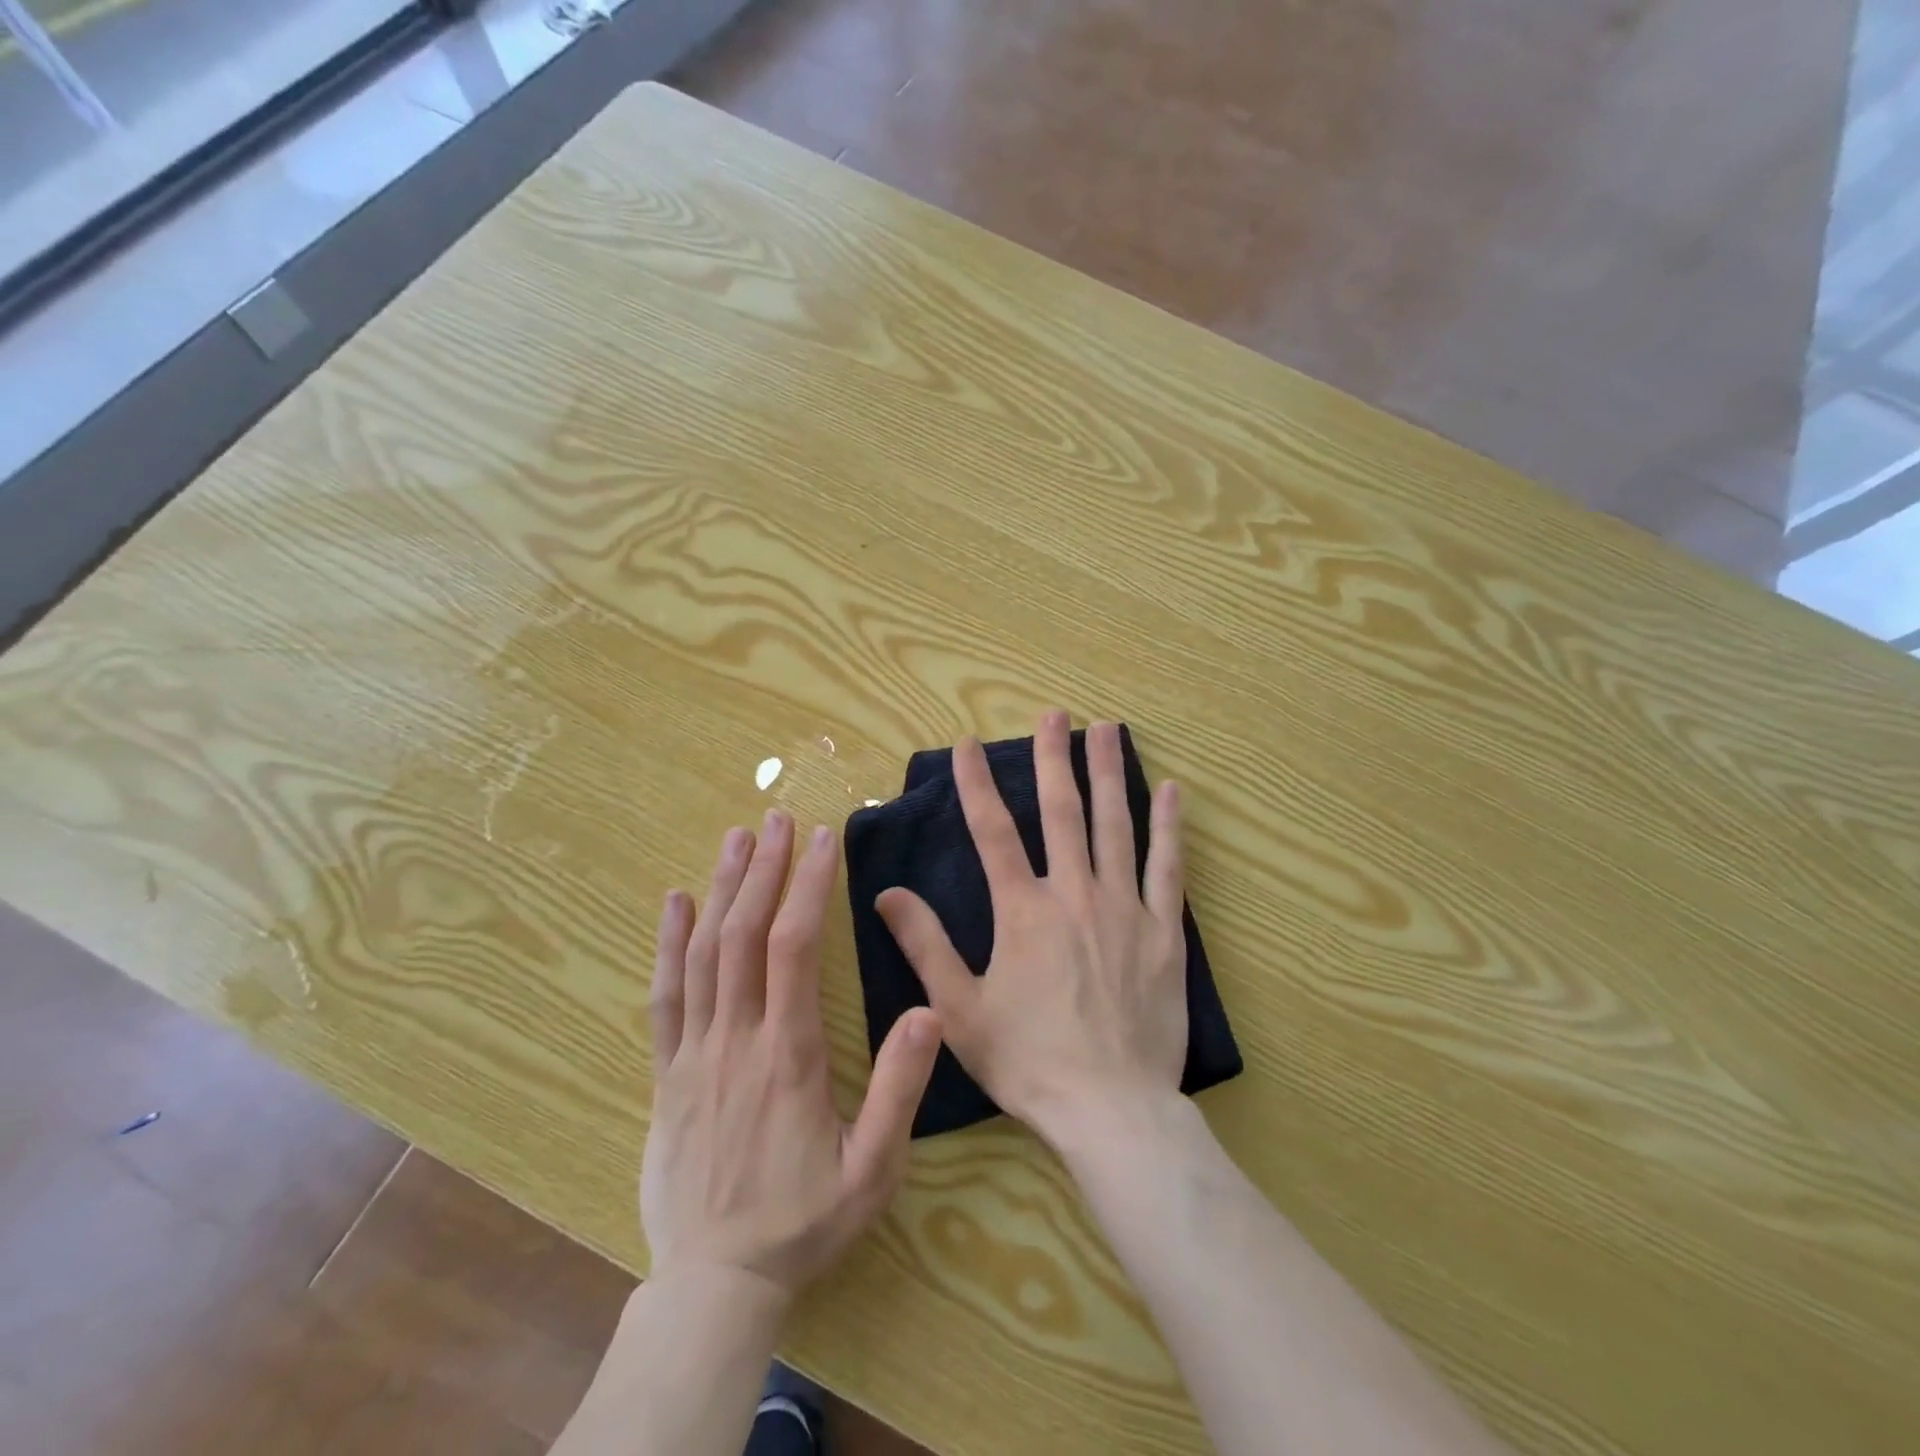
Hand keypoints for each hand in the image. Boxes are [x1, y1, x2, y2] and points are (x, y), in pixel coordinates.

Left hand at [642, 811, 941, 1294]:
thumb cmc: (803, 1221)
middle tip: (778, 818)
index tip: (823, 839)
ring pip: (704, 954)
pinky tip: (674, 902)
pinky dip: (669, 944)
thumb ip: (900, 1089)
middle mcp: (738, 1039)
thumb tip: (929, 1011)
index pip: (795, 947)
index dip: (808, 886)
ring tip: (737, 838)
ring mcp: (694, 1053)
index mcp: (790, 1053)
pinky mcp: (666, 1074)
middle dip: (765, 869)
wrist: (715, 1284)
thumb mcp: (873, 1168)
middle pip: (745, 934)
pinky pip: (664, 997)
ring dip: (721, 889)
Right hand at [875, 712, 1187, 1147]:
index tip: (967, 744)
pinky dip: (1169, 827)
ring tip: (1108, 729)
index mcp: (1022, 910)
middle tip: (1053, 714)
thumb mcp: (958, 1009)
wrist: (1109, 1108)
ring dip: (1109, 774)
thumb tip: (886, 893)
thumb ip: (925, 945)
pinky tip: (1172, 792)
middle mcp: (1074, 893)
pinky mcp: (1164, 931)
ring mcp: (1125, 908)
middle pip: (1061, 811)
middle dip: (1053, 759)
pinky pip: (1168, 868)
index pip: (992, 831)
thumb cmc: (1028, 1061)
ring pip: (1115, 825)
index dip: (976, 784)